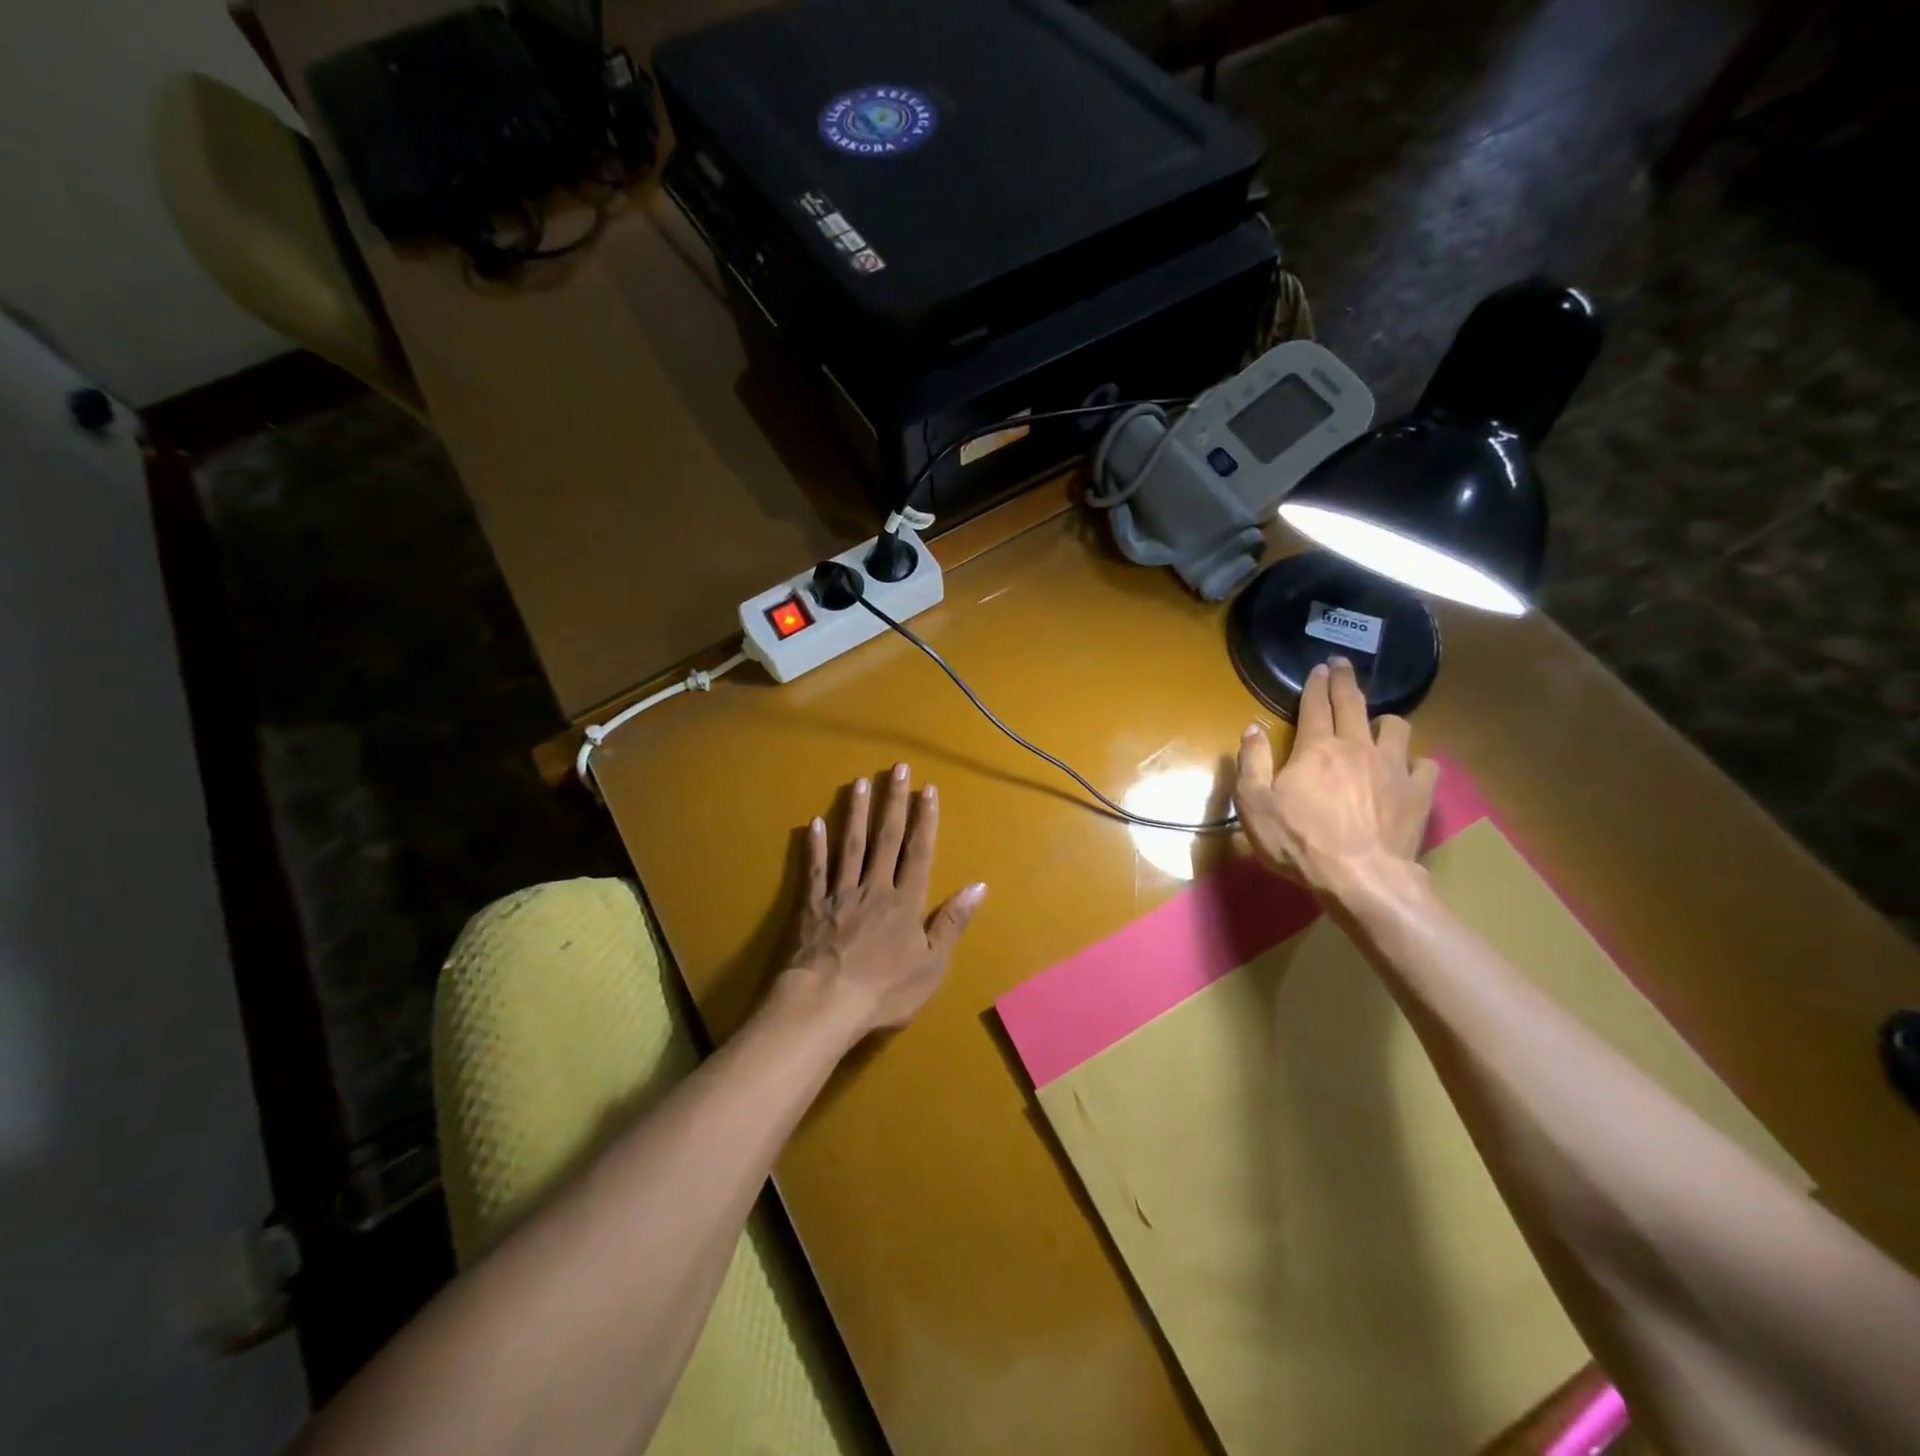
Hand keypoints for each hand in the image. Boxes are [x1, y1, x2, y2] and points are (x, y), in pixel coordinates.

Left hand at [787, 763, 986, 1043]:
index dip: (925, 819)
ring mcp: (841, 894)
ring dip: (856, 813)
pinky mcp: (812, 905)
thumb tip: (978, 886)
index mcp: (906, 902)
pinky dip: (815, 846)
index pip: (918, 852)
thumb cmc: (884, 991)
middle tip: (896, 768)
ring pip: (850, 845)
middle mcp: (874, 888)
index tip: (928, 789)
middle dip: (893, 802)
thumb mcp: (932, 965)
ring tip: (860, 782)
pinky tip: (814, 823)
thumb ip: (952, 922)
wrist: (826, 1004)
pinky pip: (815, 870)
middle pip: (886, 838)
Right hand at [1234, 657, 1438, 900]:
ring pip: (1396, 727)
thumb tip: (1252, 729)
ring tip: (1378, 724)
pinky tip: (1409, 769)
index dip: (1315, 684)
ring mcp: (1393, 768)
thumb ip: (1252, 762)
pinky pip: (1426, 765)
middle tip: (1342, 665)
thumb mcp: (1255, 803)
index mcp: (1317, 748)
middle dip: (1346, 680)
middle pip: (1353, 703)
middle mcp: (1358, 747)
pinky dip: (1416, 762)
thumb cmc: (1298, 840)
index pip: (1316, 705)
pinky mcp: (1418, 793)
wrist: (1361, 877)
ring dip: (1385, 721)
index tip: (1318, 668)